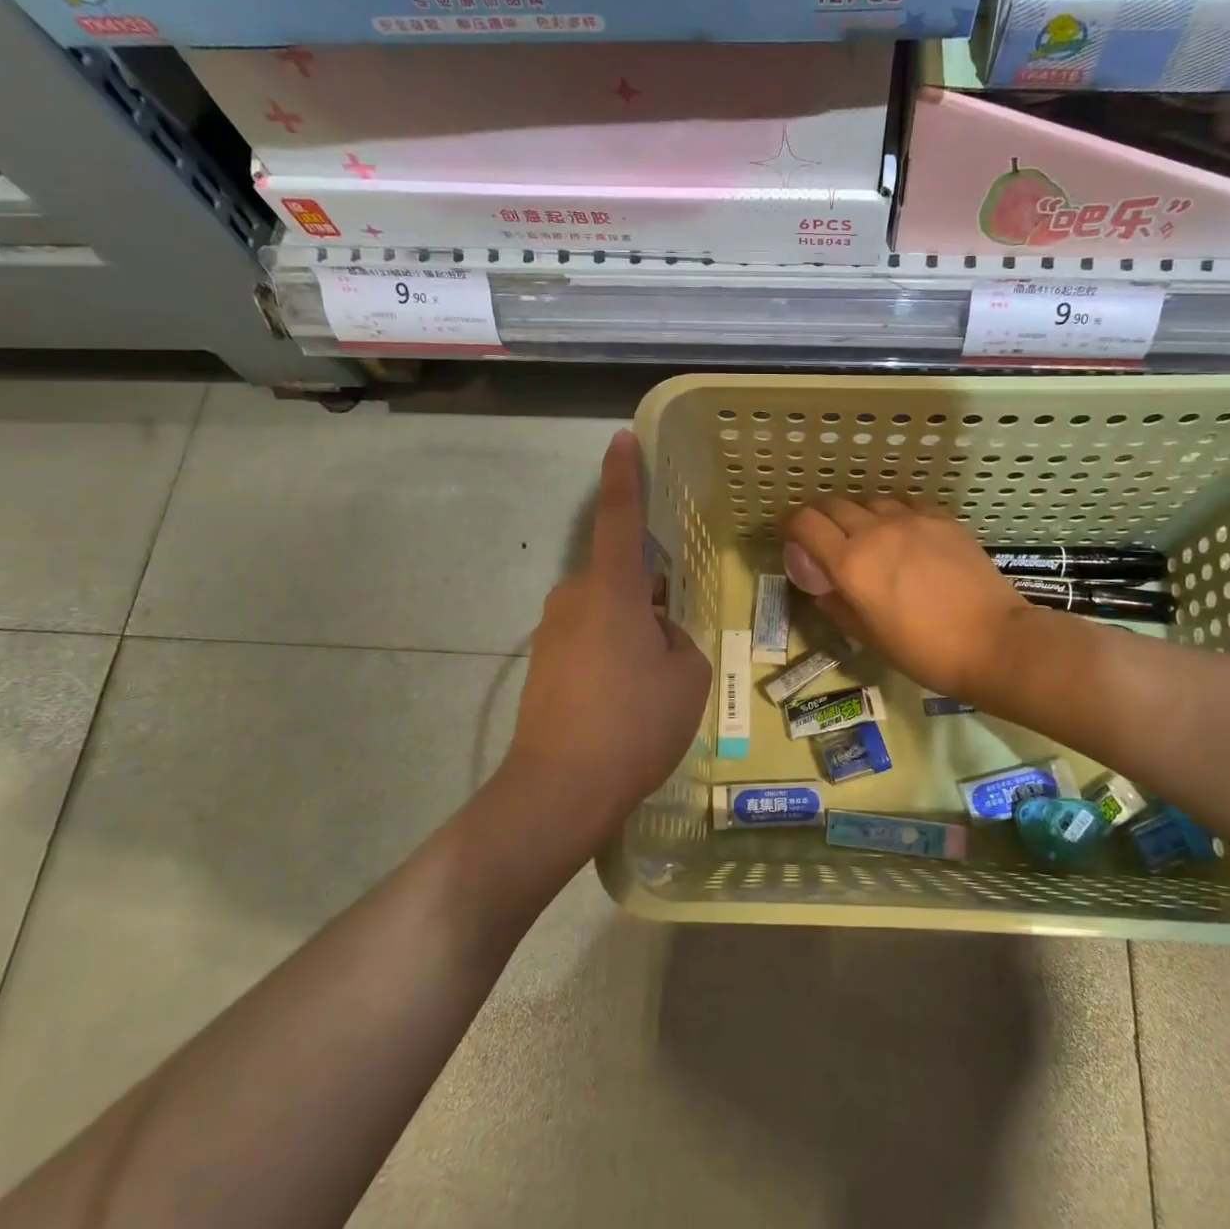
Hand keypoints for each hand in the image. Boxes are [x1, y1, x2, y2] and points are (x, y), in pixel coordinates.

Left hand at [498, 430, 711, 857]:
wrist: (560, 789)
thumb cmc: (634, 723)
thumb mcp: (686, 675)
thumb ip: (677, 636)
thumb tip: (655, 631)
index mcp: (610, 588)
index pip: (618, 516)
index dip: (623, 474)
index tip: (622, 439)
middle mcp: (574, 598)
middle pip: (619, 576)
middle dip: (650, 596)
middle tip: (675, 641)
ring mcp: (552, 631)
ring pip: (607, 612)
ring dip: (633, 630)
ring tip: (654, 682)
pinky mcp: (543, 663)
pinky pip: (589, 640)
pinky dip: (613, 654)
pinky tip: (627, 700)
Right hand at [782, 498, 1031, 703]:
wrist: (992, 641)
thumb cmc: (923, 651)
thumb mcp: (868, 638)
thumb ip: (837, 605)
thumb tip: (824, 588)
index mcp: (851, 563)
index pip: (805, 523)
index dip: (790, 525)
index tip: (790, 536)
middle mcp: (875, 531)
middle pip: (833, 504)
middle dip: (819, 516)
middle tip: (822, 536)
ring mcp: (911, 520)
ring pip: (870, 500)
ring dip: (857, 513)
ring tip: (864, 533)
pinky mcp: (941, 518)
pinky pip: (905, 504)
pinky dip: (892, 514)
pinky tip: (901, 532)